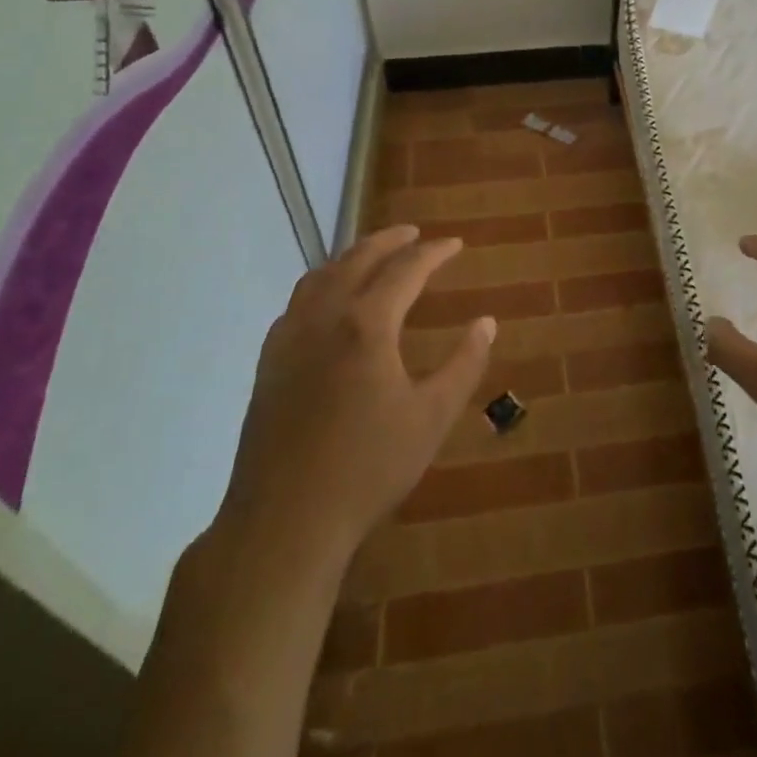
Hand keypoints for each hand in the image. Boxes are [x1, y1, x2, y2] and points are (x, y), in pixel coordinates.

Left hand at [218, 225, 492, 556]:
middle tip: (414, 233)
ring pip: (320, 276)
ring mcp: (289, 339)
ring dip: (351, 257)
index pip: (406, 269)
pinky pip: (296, 304)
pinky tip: (328, 304)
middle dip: (390, 240)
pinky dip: (320, 286)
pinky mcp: (269, 364)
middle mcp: (325, 318)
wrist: (284, 523)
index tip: (456, 244)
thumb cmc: (368, 469)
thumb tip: (487, 322)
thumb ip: (464, 364)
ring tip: (373, 257)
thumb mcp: (432, 418)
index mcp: (366, 325)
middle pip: (358, 259)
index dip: (434, 252)